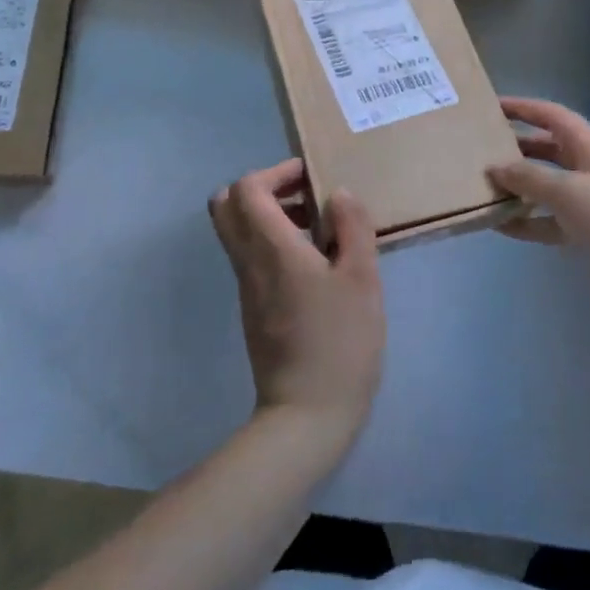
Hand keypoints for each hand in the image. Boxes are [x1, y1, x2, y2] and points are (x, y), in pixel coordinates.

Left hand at [209, 159, 384, 447]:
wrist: (306, 417)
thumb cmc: (340, 343)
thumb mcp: (362, 279)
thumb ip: (353, 228)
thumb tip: (338, 194)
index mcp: (271, 249)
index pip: (246, 189)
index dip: (275, 172)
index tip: (311, 178)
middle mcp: (249, 263)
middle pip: (227, 207)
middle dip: (263, 189)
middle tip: (305, 196)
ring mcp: (247, 289)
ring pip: (239, 233)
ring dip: (271, 216)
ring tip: (321, 229)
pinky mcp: (254, 311)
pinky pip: (253, 259)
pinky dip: (275, 244)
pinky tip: (317, 264)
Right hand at [489, 98, 589, 294]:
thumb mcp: (568, 191)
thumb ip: (529, 177)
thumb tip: (495, 167)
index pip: (553, 116)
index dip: (524, 108)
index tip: (492, 106)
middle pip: (548, 149)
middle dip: (517, 149)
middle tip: (481, 151)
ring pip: (547, 186)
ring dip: (519, 188)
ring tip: (484, 189)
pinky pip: (551, 221)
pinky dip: (528, 222)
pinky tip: (501, 227)